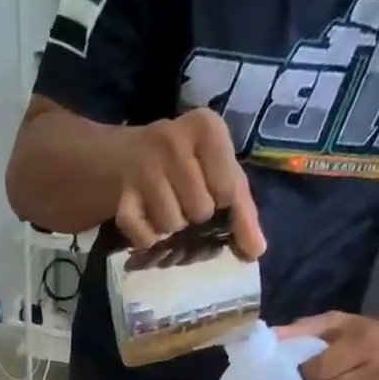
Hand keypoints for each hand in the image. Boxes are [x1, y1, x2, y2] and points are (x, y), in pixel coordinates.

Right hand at [115, 109, 266, 258]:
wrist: (122, 159)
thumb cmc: (183, 167)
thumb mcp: (218, 175)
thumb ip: (242, 212)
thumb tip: (256, 251)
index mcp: (206, 128)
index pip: (227, 190)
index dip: (221, 204)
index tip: (211, 193)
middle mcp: (173, 140)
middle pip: (200, 211)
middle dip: (194, 218)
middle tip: (184, 204)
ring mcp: (143, 167)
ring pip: (172, 226)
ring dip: (170, 230)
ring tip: (165, 211)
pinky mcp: (121, 198)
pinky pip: (145, 237)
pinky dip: (147, 241)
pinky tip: (146, 224)